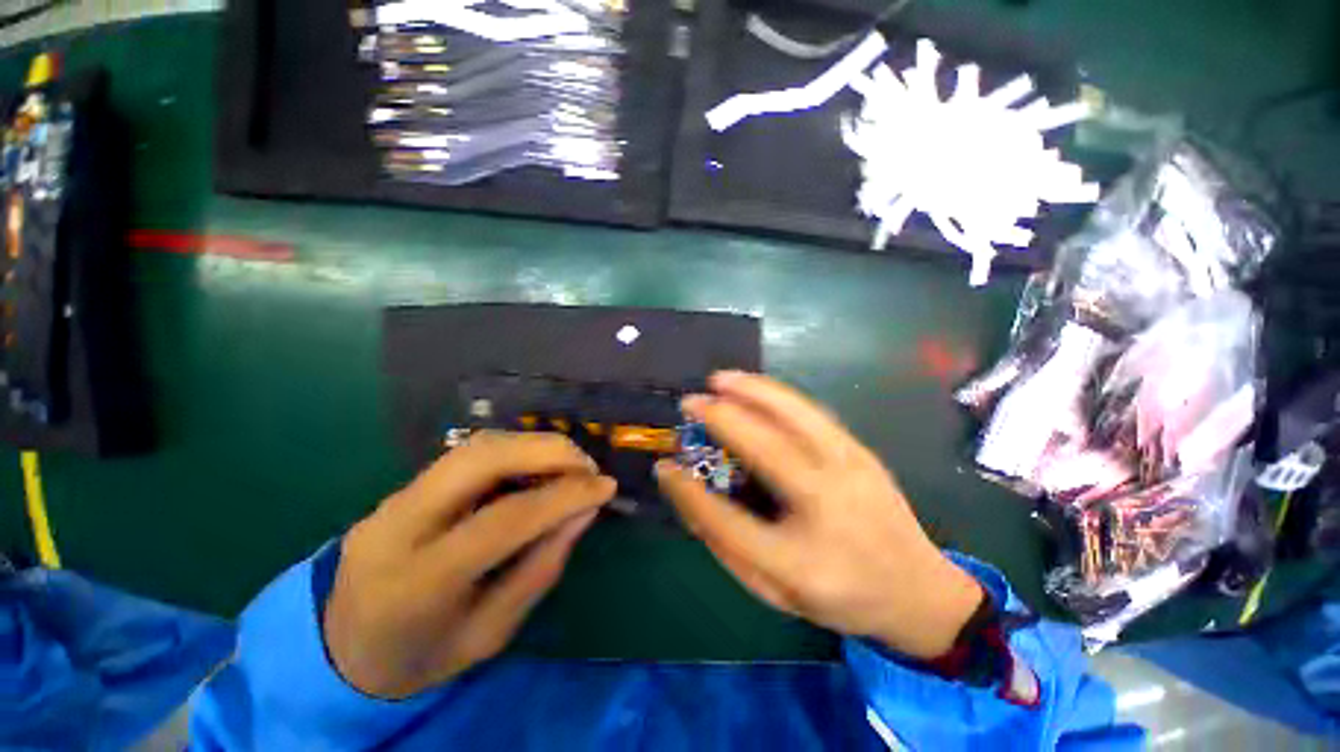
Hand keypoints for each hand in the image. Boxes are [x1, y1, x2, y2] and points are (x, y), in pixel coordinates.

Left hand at [324, 432, 614, 697]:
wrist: (343, 646)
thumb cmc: (422, 655)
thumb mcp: (490, 634)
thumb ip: (541, 567)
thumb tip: (585, 510)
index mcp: (417, 583)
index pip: (503, 520)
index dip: (563, 496)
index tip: (607, 487)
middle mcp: (398, 525)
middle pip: (481, 459)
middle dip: (548, 451)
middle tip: (588, 467)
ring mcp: (395, 498)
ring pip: (476, 446)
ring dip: (534, 445)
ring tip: (570, 465)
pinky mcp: (405, 485)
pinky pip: (470, 453)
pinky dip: (516, 450)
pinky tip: (538, 467)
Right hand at [657, 372, 982, 659]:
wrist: (918, 591)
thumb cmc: (839, 597)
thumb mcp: (775, 592)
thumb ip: (729, 545)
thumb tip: (691, 495)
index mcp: (801, 563)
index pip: (729, 522)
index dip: (689, 492)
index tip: (665, 467)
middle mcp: (829, 509)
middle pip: (767, 450)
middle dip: (722, 419)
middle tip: (691, 403)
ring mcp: (852, 472)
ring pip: (796, 417)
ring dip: (753, 392)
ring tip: (720, 379)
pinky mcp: (861, 452)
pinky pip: (812, 413)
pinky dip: (777, 394)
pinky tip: (755, 387)